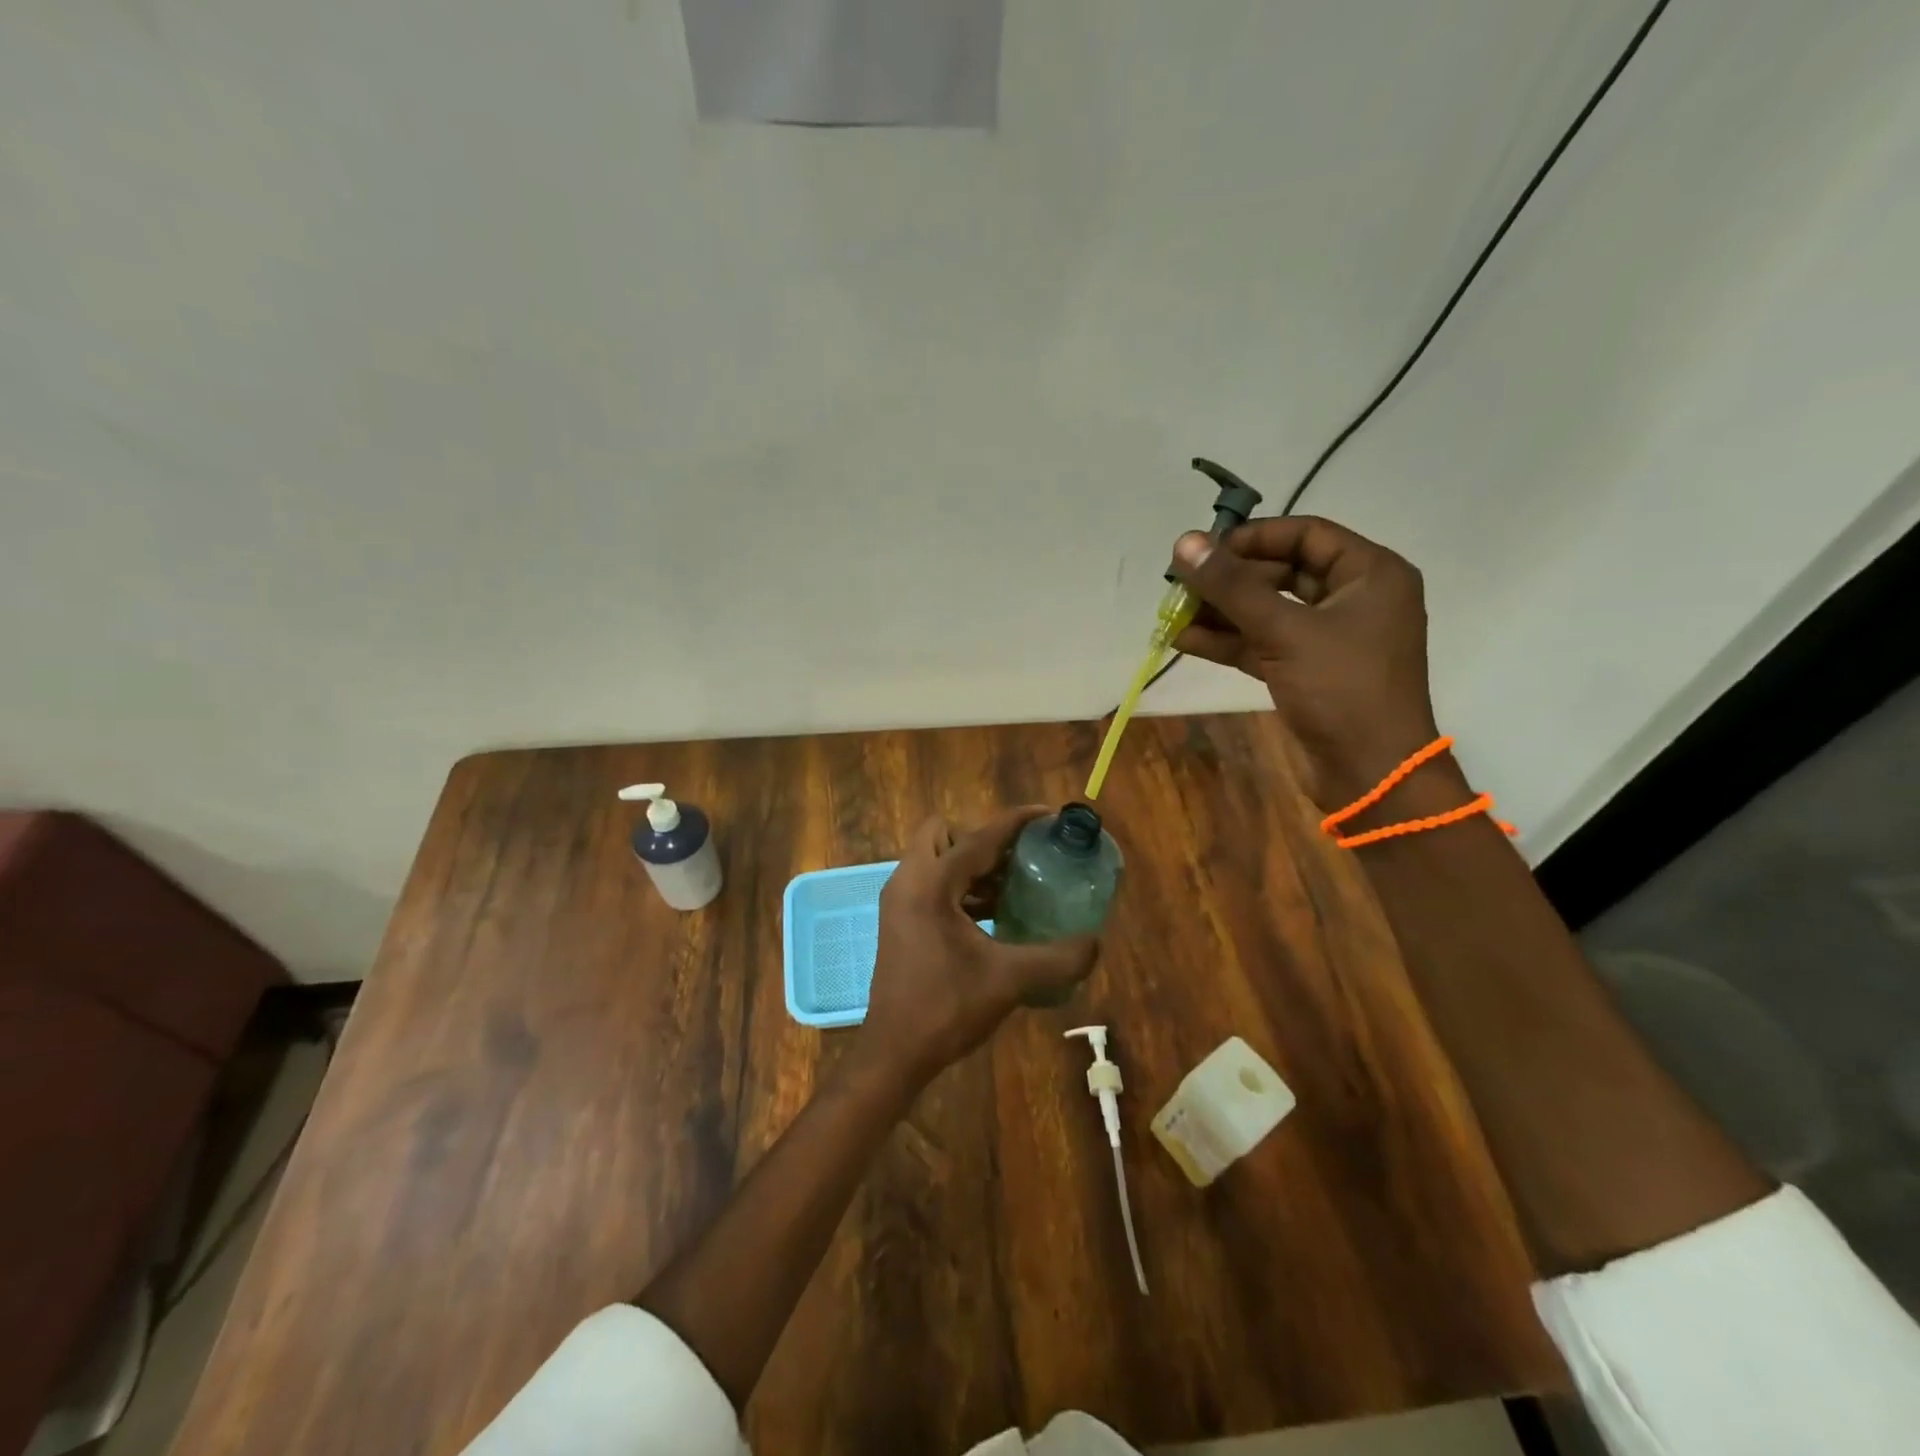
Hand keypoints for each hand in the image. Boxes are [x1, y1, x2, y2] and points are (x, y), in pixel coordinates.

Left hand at [859, 808, 1100, 1085]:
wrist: (894, 1052)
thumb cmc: (946, 1008)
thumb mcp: (1008, 980)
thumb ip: (1057, 958)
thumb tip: (1095, 942)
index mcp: (931, 884)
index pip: (979, 837)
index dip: (1015, 822)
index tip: (1047, 816)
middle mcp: (909, 881)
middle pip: (945, 833)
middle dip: (982, 839)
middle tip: (1019, 861)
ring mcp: (899, 900)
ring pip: (935, 857)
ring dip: (972, 864)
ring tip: (1013, 887)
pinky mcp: (899, 919)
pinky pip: (931, 882)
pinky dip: (960, 886)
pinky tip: (992, 914)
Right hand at [1170, 516, 1444, 809]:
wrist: (1371, 773)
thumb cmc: (1342, 689)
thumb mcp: (1285, 631)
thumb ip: (1233, 587)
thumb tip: (1184, 543)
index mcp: (1370, 574)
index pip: (1306, 535)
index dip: (1252, 537)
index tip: (1204, 549)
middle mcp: (1352, 599)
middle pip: (1281, 572)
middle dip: (1229, 580)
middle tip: (1181, 584)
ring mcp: (1329, 638)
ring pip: (1267, 611)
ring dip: (1221, 612)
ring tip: (1172, 613)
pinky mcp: (1307, 671)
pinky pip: (1263, 644)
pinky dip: (1228, 642)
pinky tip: (1184, 640)